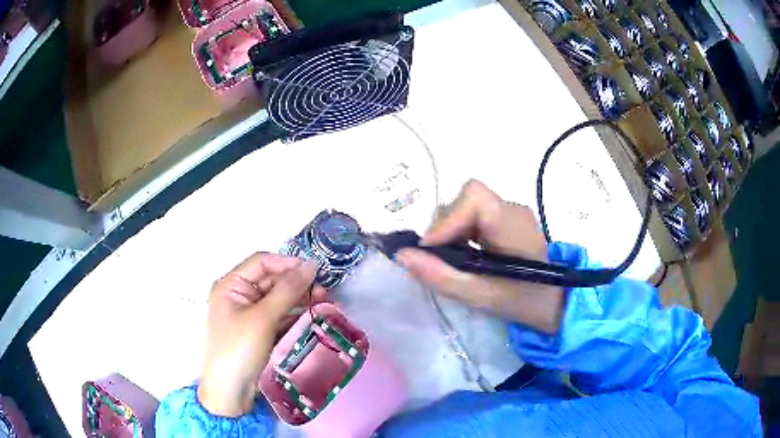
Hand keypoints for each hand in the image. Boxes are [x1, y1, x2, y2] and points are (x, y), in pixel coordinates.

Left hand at [198, 253, 325, 416]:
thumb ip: (287, 290)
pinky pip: (278, 315)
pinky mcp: (259, 330)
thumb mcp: (263, 317)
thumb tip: (311, 265)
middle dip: (297, 283)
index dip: (287, 263)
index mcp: (231, 284)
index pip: (261, 262)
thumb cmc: (239, 348)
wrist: (231, 390)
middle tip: (324, 291)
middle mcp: (238, 295)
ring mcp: (249, 314)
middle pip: (271, 280)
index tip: (314, 270)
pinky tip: (312, 314)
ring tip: (324, 302)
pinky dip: (294, 313)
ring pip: (277, 298)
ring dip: (299, 298)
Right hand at [395, 180, 564, 333]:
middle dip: (445, 228)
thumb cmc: (523, 301)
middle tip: (439, 259)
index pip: (473, 197)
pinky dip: (459, 233)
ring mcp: (509, 212)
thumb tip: (401, 255)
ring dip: (451, 231)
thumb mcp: (481, 296)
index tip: (431, 250)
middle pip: (465, 200)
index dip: (447, 219)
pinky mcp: (504, 219)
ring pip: (465, 206)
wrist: (552, 302)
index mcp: (513, 223)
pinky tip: (463, 255)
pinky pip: (472, 216)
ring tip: (452, 260)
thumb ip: (441, 276)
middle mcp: (512, 209)